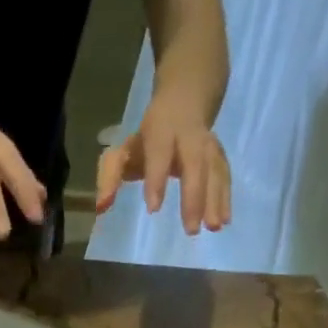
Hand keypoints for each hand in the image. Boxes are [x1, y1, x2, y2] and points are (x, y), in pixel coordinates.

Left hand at [95, 92, 230, 234]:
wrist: (186, 97)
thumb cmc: (147, 137)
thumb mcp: (123, 150)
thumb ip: (109, 177)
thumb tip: (101, 207)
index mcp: (160, 132)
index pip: (159, 155)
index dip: (156, 179)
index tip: (154, 208)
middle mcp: (188, 137)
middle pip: (194, 164)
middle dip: (194, 196)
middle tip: (192, 229)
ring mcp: (207, 144)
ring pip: (214, 170)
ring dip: (216, 199)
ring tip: (214, 227)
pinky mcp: (219, 154)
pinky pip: (224, 174)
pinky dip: (226, 196)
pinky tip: (225, 219)